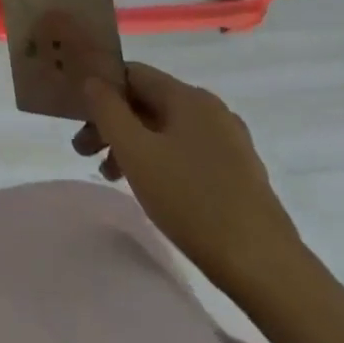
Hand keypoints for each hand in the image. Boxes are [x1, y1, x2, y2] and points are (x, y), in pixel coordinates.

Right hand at [78, 64, 301, 284]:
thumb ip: (106, 108)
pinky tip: (148, 187)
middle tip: (83, 151)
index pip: (131, 73)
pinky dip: (158, 160)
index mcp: (189, 97)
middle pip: (147, 102)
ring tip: (110, 175)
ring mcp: (230, 143)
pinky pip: (186, 152)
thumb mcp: (134, 151)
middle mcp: (212, 111)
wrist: (267, 269)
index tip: (77, 117)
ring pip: (165, 129)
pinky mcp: (239, 173)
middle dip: (111, 122)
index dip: (99, 89)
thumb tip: (92, 80)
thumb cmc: (192, 201)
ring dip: (131, 144)